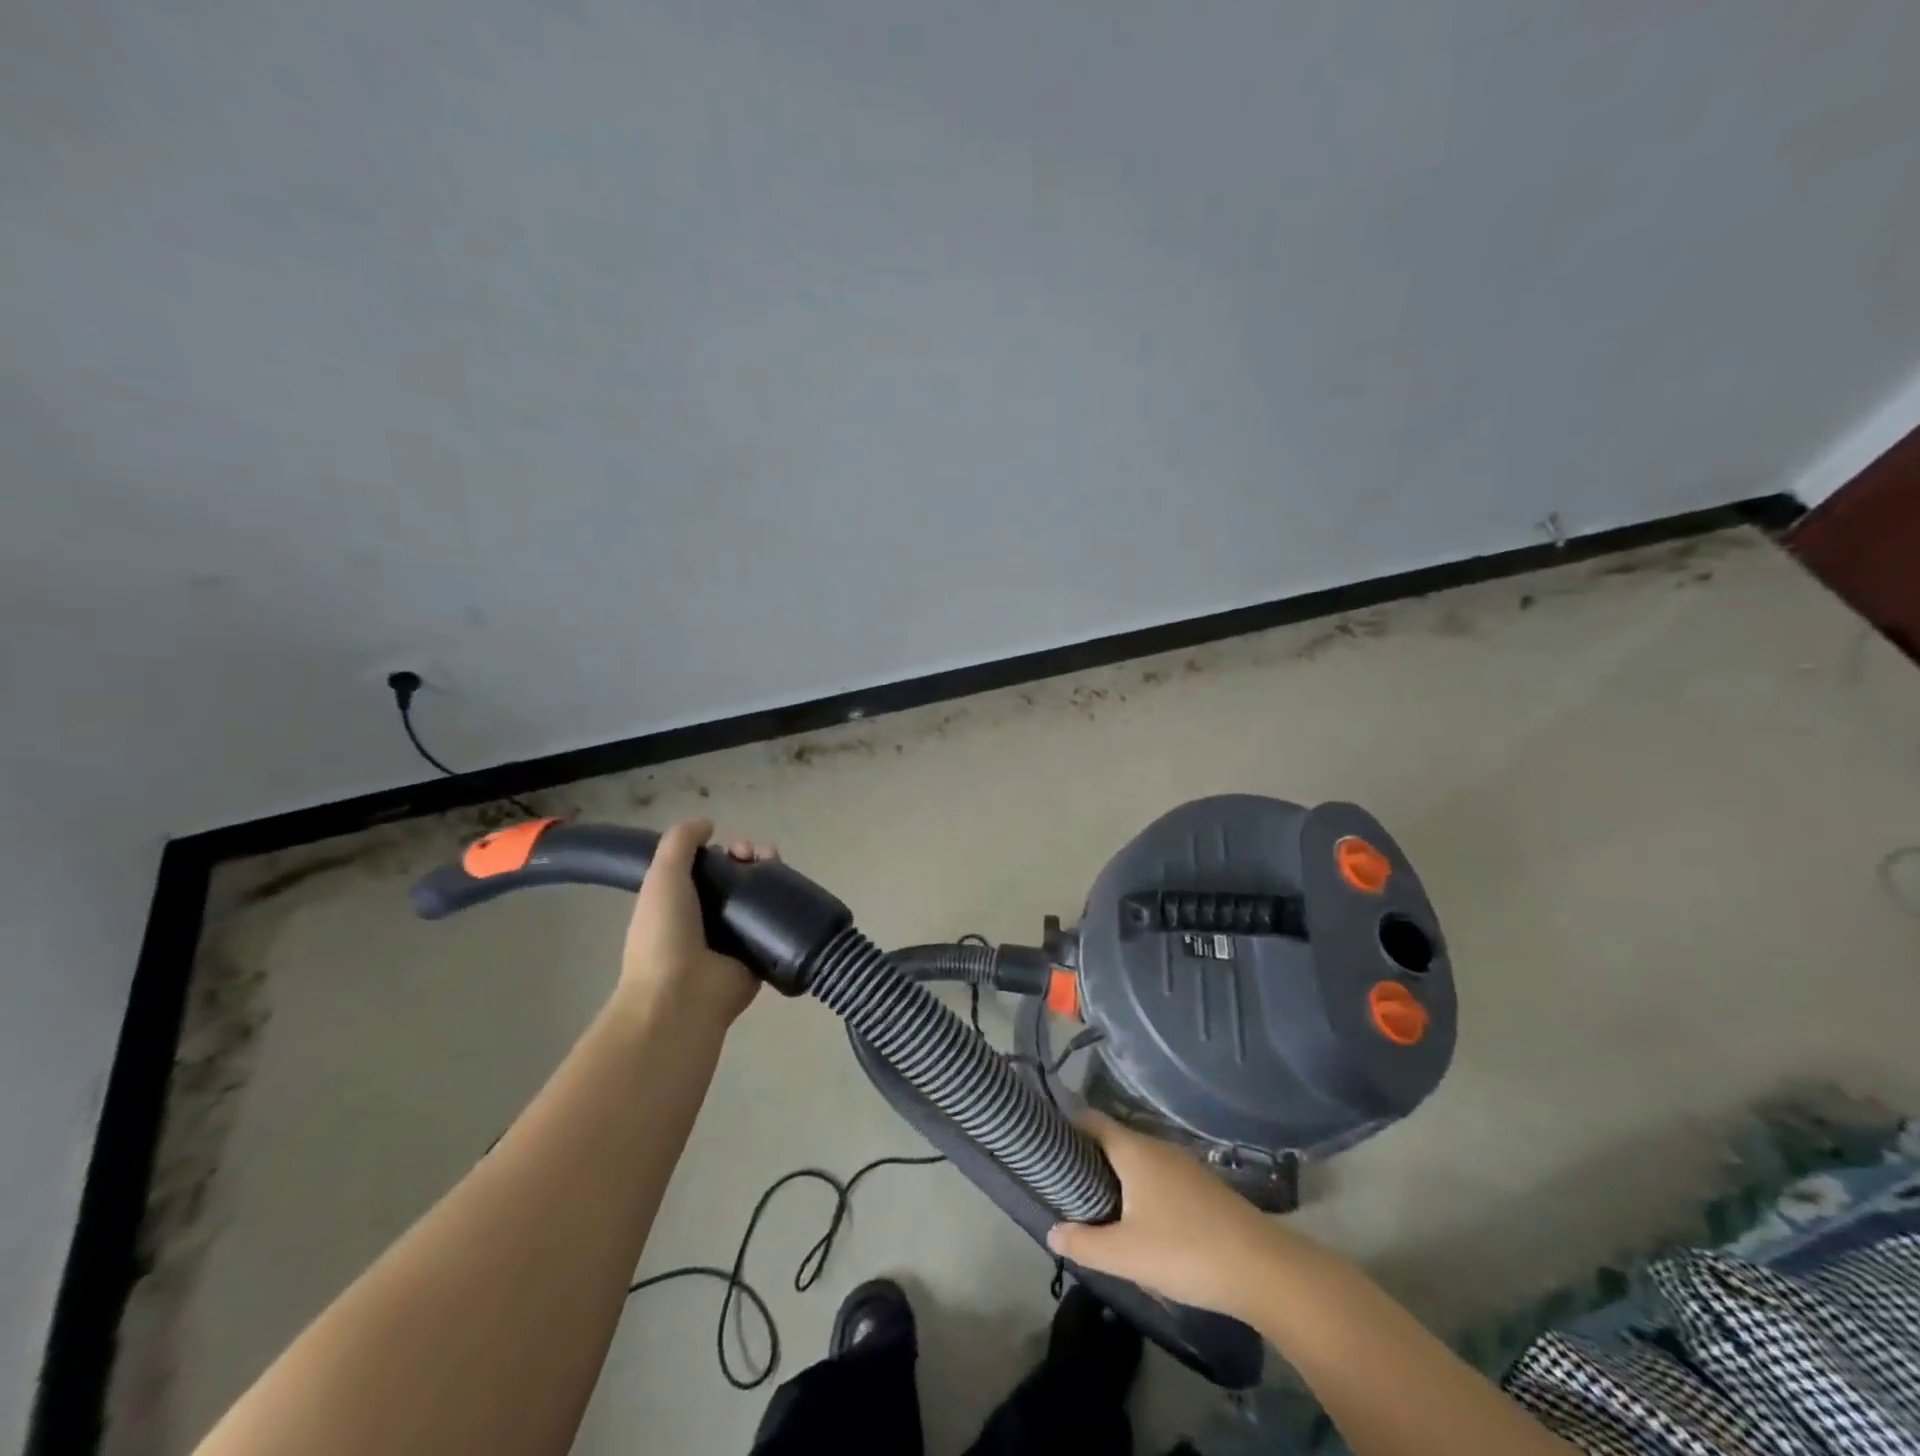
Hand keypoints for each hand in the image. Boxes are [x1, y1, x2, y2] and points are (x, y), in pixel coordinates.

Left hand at [614, 819, 771, 1030]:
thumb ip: (680, 843)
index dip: (723, 852)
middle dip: (750, 860)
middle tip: (759, 855)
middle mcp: (707, 922)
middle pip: (736, 881)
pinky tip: (793, 892)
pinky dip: (787, 909)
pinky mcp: (759, 959)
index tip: (734, 847)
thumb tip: (707, 824)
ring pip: (758, 900)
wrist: (681, 996)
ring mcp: (735, 942)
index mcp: (679, 906)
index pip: (708, 870)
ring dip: (770, 877)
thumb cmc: (664, 935)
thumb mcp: (662, 878)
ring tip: (777, 865)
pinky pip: (776, 928)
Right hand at [1047, 1113, 1289, 1322]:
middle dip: (1087, 1158)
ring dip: (1115, 1178)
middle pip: (1112, 1140)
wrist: (1262, 1269)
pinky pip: (1157, 1177)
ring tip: (1095, 1207)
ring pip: (1136, 1161)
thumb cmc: (1185, 1251)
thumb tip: (1052, 1230)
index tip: (1045, 1146)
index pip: (1090, 1121)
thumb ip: (1083, 1242)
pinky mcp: (1201, 1187)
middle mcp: (1156, 1146)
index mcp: (1133, 1150)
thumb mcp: (1125, 1254)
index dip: (1066, 1128)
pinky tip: (1139, 1223)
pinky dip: (1140, 1190)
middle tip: (1064, 1186)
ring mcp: (1182, 1165)